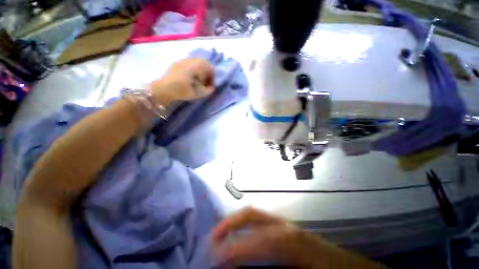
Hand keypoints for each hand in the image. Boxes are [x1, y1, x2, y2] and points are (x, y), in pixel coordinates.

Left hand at [151, 59, 214, 104]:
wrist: (162, 88)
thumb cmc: (181, 90)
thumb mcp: (197, 93)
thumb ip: (207, 90)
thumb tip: (212, 88)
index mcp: (196, 66)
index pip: (210, 69)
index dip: (213, 78)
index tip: (210, 87)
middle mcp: (190, 60)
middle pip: (205, 63)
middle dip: (207, 73)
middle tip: (205, 83)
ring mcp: (183, 60)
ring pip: (197, 62)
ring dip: (201, 71)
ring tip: (198, 81)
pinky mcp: (177, 63)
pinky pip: (190, 64)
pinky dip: (194, 70)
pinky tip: (190, 78)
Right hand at [212, 207, 323, 267]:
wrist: (343, 266)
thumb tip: (242, 267)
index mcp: (290, 240)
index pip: (256, 240)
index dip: (235, 249)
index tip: (217, 258)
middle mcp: (284, 225)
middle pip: (252, 215)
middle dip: (231, 223)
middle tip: (213, 237)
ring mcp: (284, 223)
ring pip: (254, 214)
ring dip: (236, 221)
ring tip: (222, 233)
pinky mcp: (284, 226)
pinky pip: (260, 220)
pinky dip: (245, 224)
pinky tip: (239, 233)